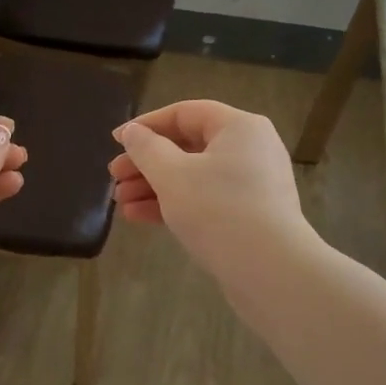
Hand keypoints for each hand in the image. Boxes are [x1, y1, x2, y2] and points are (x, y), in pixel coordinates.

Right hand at [108, 100, 312, 279]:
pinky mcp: (250, 215)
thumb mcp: (172, 174)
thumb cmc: (218, 210)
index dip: (146, 125)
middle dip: (146, 162)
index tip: (116, 141)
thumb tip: (131, 131)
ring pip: (194, 176)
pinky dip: (174, 204)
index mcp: (238, 127)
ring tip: (121, 202)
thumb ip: (146, 148)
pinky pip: (206, 200)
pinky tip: (139, 217)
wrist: (270, 271)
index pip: (185, 113)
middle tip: (115, 177)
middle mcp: (250, 149)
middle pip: (188, 146)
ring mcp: (252, 184)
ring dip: (154, 186)